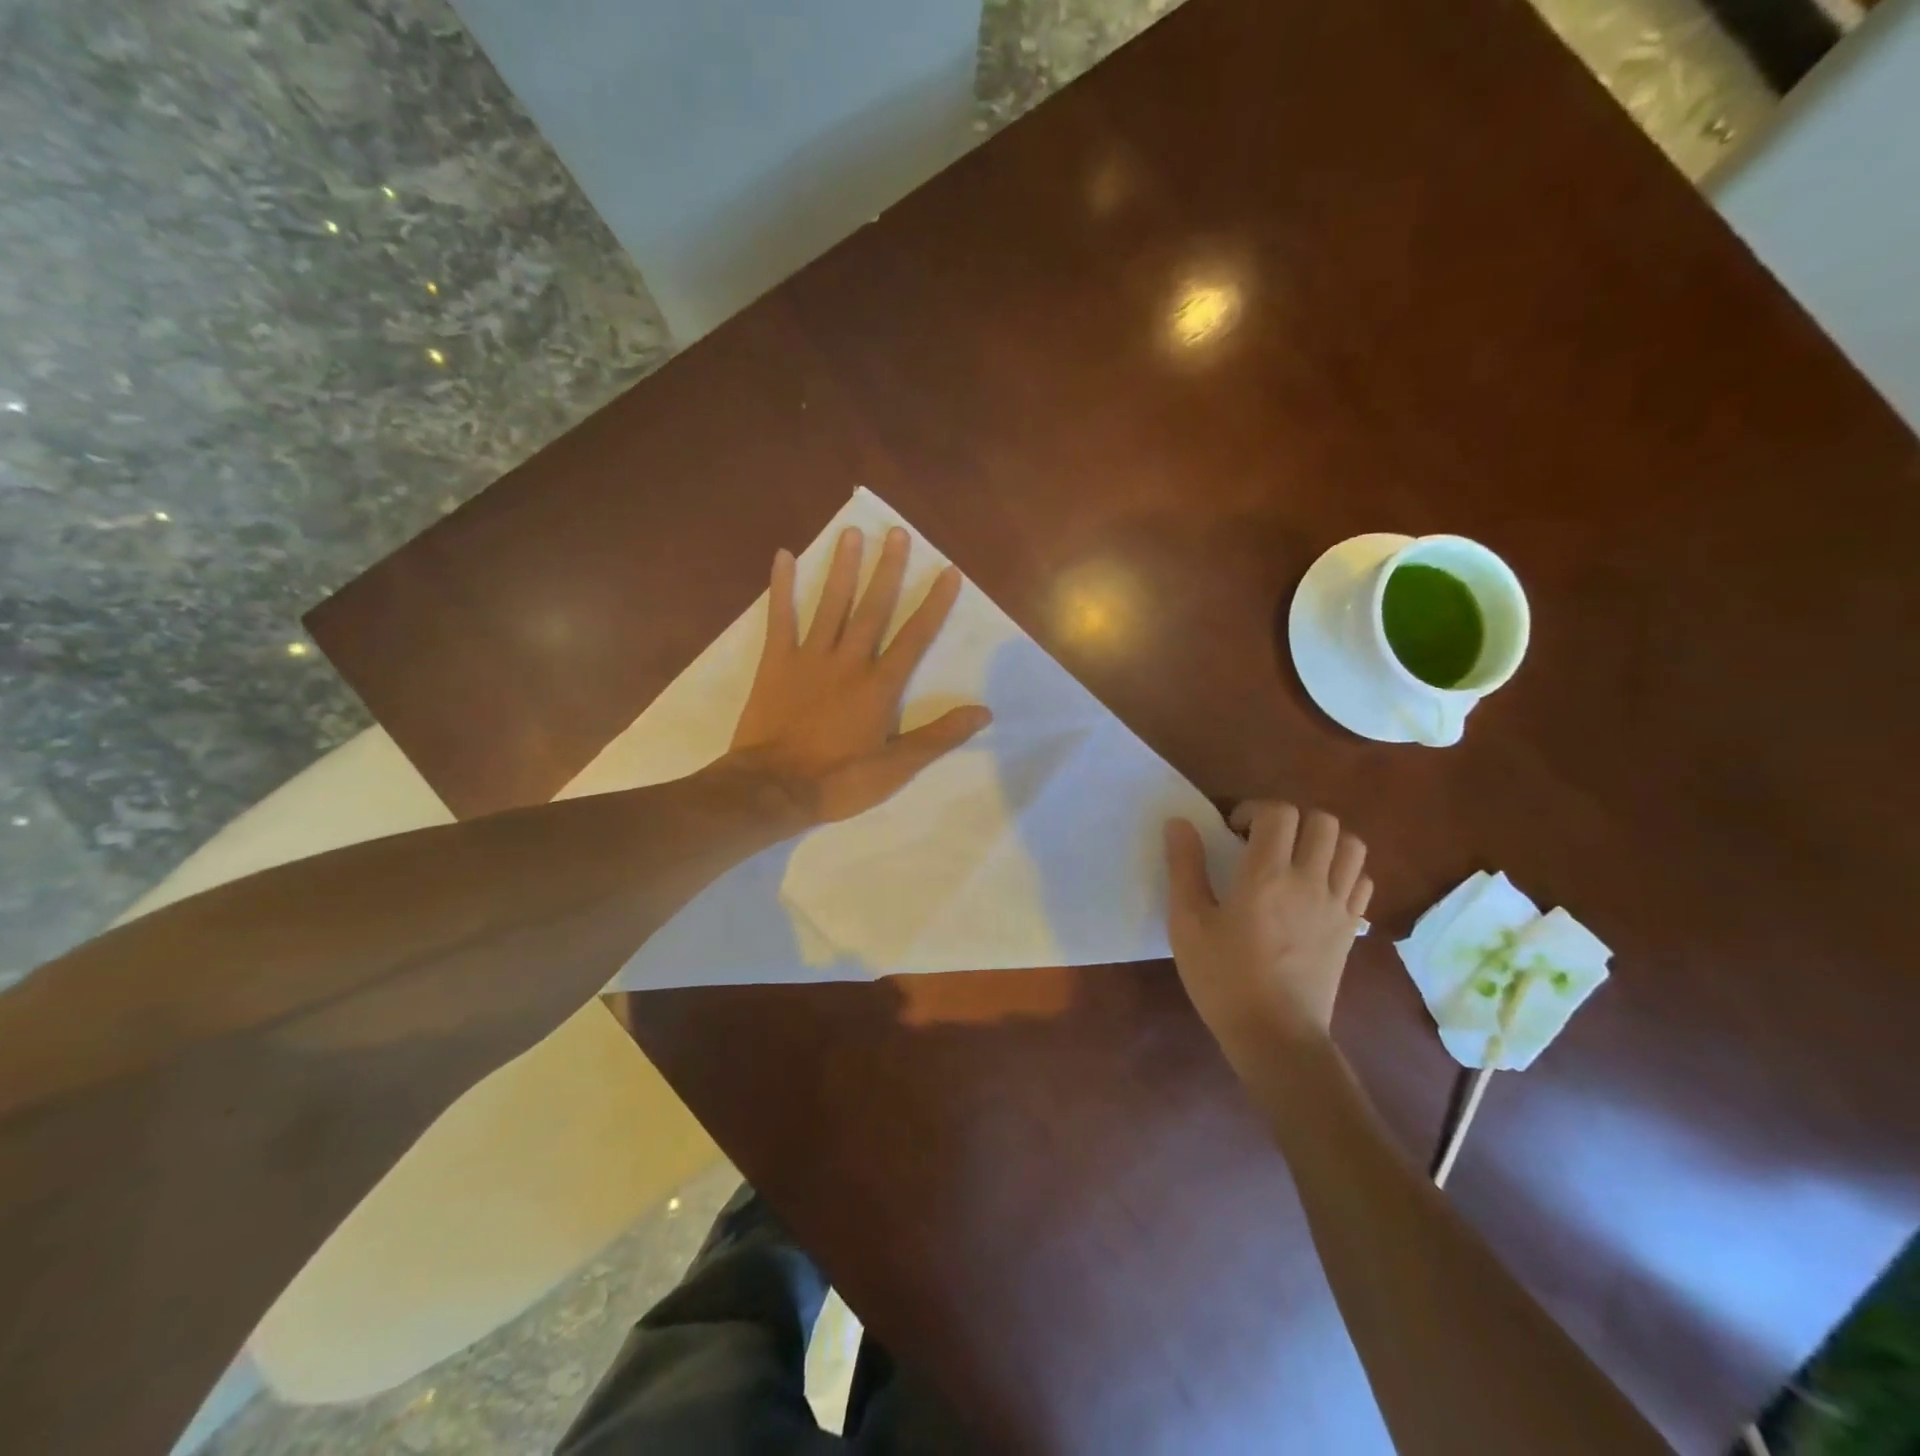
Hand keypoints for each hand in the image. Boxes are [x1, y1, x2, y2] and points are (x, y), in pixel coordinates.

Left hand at [728, 526, 991, 823]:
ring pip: (831, 604)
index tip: (948, 571)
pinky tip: (783, 556)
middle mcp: (849, 662)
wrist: (773, 789)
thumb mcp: (896, 767)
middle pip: (873, 608)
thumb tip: (983, 712)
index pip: (915, 637)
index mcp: (879, 686)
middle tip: (897, 533)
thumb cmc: (838, 781)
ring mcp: (810, 658)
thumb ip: (938, 736)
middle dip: (888, 570)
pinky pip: (780, 618)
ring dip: (843, 568)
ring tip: (852, 533)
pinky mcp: (776, 663)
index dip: (934, 604)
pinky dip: (781, 588)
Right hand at [1164, 802, 1372, 1067]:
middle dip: (1291, 819)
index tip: (1232, 832)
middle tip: (1264, 841)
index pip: (1278, 813)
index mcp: (1267, 876)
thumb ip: (1185, 867)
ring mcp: (1337, 905)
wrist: (1276, 1037)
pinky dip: (1343, 869)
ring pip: (1351, 845)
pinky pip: (1361, 879)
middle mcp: (1310, 881)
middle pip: (1322, 820)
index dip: (1253, 810)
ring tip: (1295, 858)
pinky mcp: (1351, 928)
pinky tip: (1317, 886)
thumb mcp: (1187, 923)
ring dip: (1323, 839)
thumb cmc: (1223, 979)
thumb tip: (1180, 823)